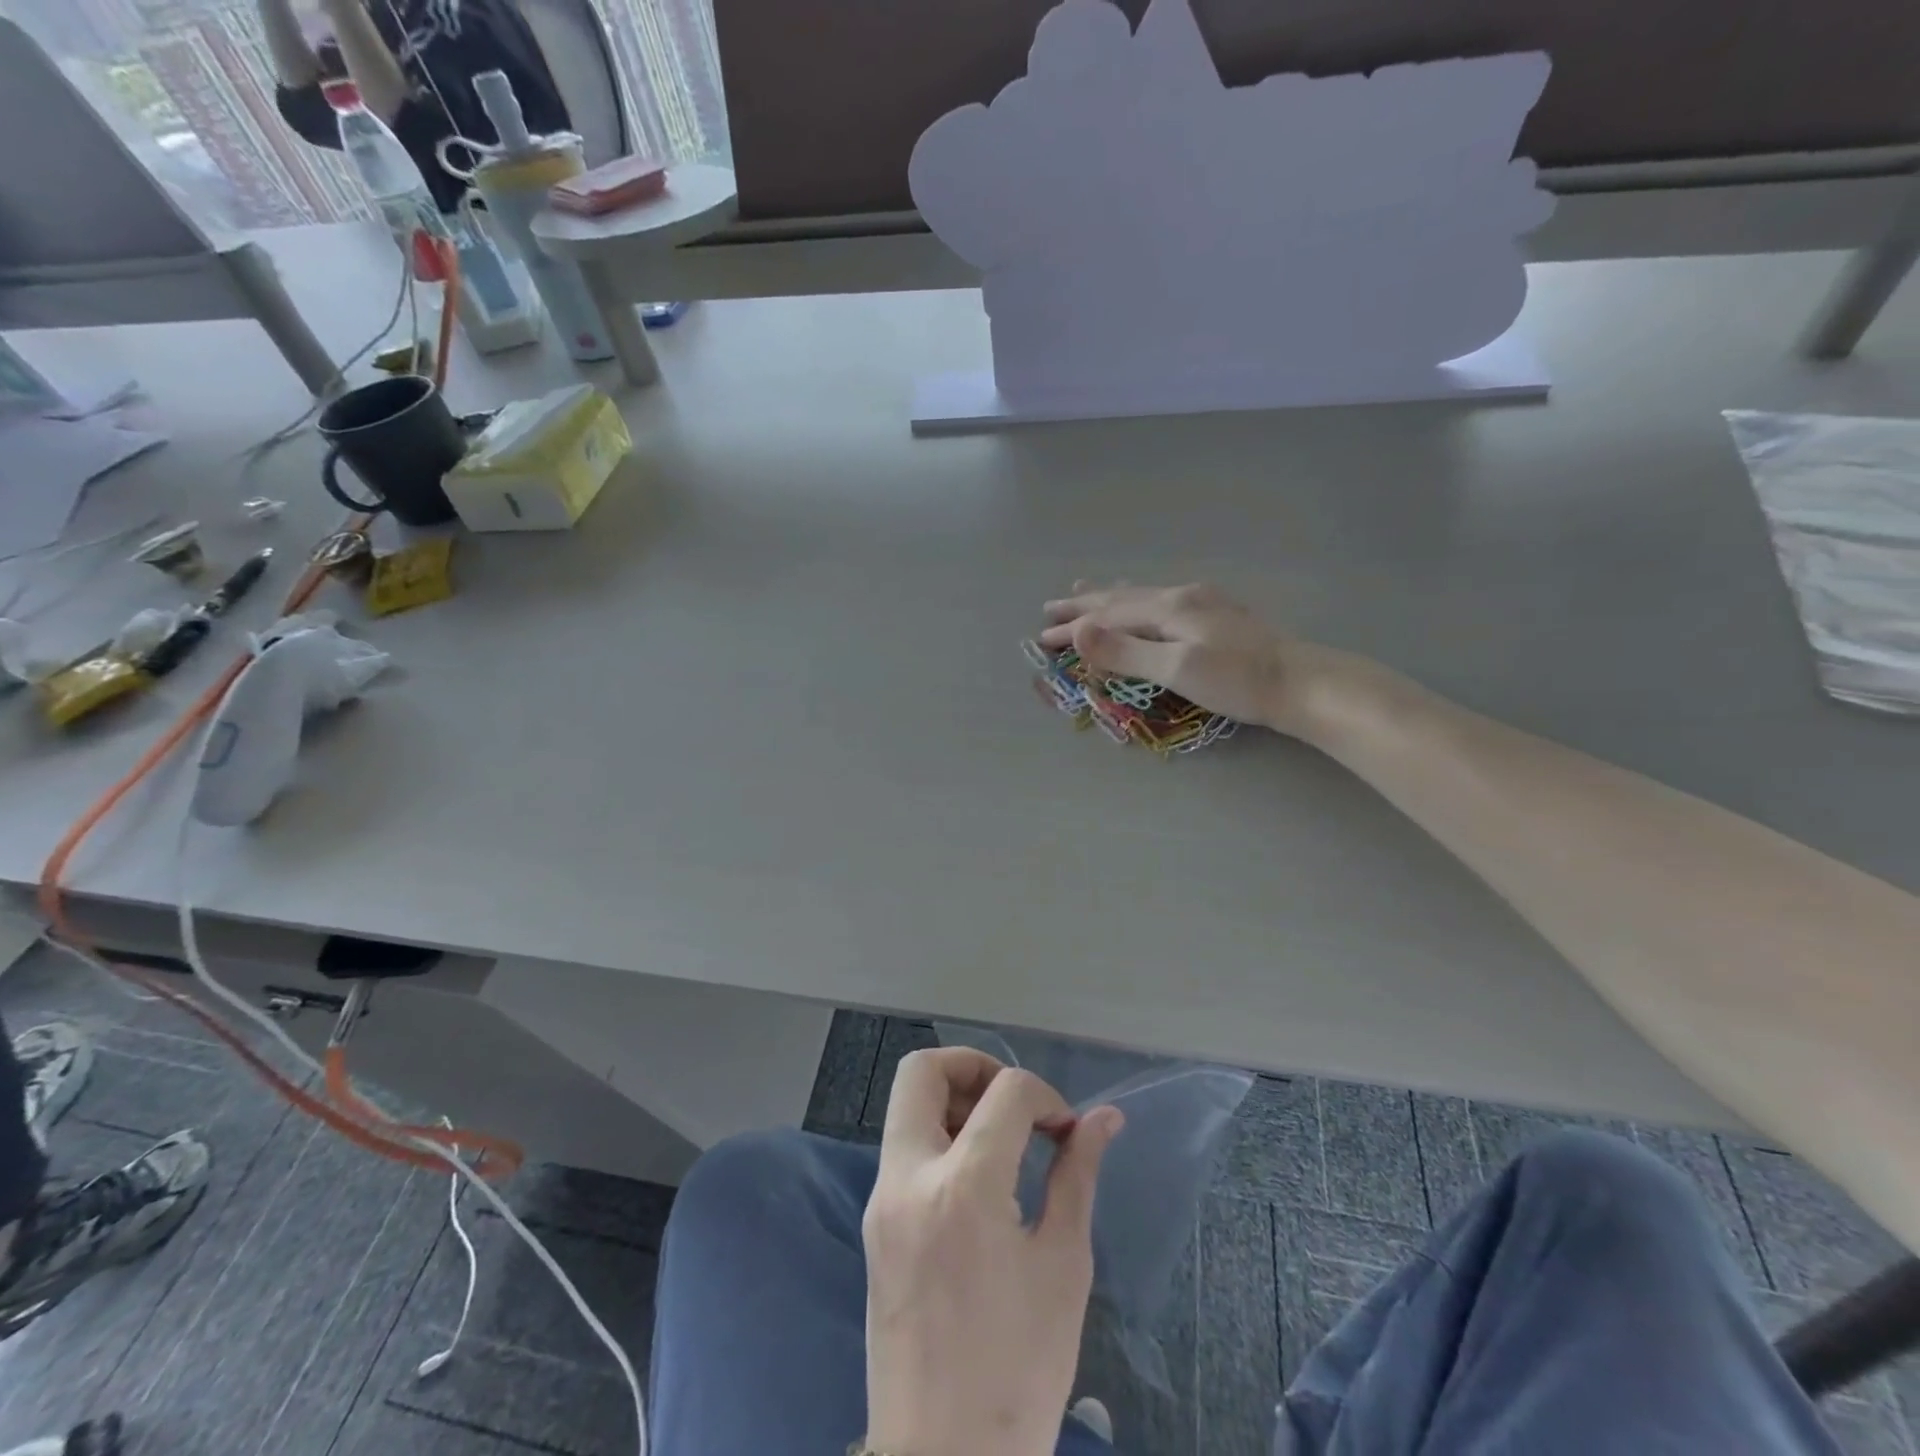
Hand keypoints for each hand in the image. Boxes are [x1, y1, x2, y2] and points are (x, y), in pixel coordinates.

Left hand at [863, 1049, 1122, 1455]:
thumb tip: (1103, 1118)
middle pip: (922, 1070)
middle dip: (974, 1066)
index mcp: (963, 1188)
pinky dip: (938, 1138)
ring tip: (1001, 1141)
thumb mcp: (1063, 1266)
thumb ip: (1077, 1175)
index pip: (1005, 1091)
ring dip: (953, 1100)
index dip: (1045, 1095)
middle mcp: (908, 1179)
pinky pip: (903, 1148)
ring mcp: (881, 1200)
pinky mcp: (873, 1223)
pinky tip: (977, 1179)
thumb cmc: (1019, 1370)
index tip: (1066, 1131)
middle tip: (1014, 1104)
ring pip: (905, 1105)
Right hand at [1040, 581, 1345, 738]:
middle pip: (1122, 598)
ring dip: (1110, 596)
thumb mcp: (1177, 670)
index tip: (1041, 637)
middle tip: (1051, 607)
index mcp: (1170, 608)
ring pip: (1143, 595)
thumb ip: (1126, 652)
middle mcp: (1183, 597)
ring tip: (1087, 589)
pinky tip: (1148, 601)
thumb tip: (1079, 632)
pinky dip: (1137, 600)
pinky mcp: (1217, 615)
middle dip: (1084, 605)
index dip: (1074, 628)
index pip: (1108, 616)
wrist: (1303, 683)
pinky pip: (1161, 600)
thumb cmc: (1238, 682)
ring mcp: (1203, 603)